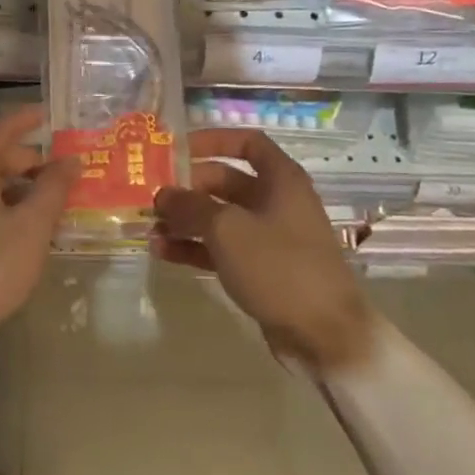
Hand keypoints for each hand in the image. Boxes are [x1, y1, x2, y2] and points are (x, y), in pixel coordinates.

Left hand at [0, 105, 76, 348]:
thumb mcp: (32, 226)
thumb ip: (53, 189)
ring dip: (20, 188)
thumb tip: (70, 160)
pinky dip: (4, 207)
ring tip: (51, 206)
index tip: (49, 114)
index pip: (3, 129)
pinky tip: (23, 232)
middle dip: (31, 162)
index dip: (27, 119)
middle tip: (64, 176)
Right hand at [153, 128, 374, 371]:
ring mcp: (268, 238)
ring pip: (219, 218)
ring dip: (185, 221)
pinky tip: (162, 252)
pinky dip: (194, 248)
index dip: (212, 140)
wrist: (324, 334)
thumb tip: (162, 194)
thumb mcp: (228, 229)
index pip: (246, 143)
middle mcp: (275, 202)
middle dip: (187, 187)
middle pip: (225, 182)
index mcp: (280, 180)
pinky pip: (220, 249)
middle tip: (150, 195)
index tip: (176, 148)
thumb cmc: (279, 266)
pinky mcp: (260, 269)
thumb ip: (190, 206)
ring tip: (150, 227)